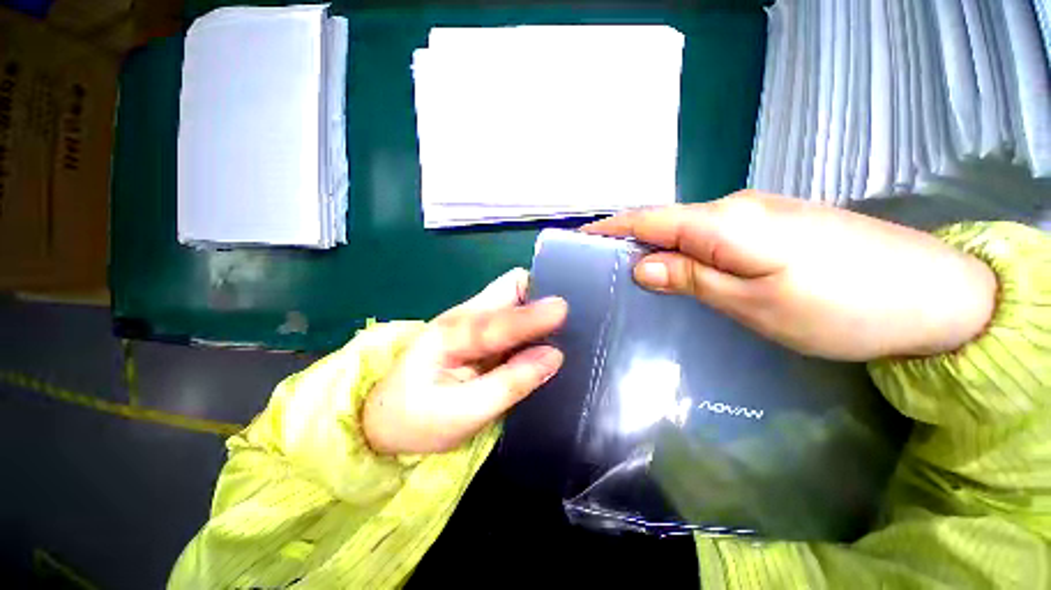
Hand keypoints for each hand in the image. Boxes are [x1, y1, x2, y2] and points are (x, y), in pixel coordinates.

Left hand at [363, 269, 567, 454]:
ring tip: (564, 324)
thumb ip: (511, 383)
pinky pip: (512, 313)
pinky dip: (531, 319)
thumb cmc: (418, 421)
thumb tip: (554, 357)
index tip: (565, 311)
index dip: (533, 315)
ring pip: (512, 297)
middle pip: (508, 288)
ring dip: (537, 306)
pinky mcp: (479, 330)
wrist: (385, 419)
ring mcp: (471, 320)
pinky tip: (545, 334)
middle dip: (539, 295)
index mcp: (452, 335)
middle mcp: (464, 316)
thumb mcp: (465, 413)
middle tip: (568, 317)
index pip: (499, 320)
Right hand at [583, 191, 996, 360]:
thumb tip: (641, 266)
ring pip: (687, 228)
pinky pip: (710, 235)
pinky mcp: (775, 227)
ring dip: (654, 244)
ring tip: (627, 268)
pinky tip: (676, 266)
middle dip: (627, 238)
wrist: (938, 296)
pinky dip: (682, 248)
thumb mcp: (754, 302)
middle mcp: (736, 208)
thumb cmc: (842, 306)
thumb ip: (691, 277)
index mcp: (726, 223)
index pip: (650, 219)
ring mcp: (758, 215)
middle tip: (598, 263)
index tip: (580, 239)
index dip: (611, 228)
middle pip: (665, 220)